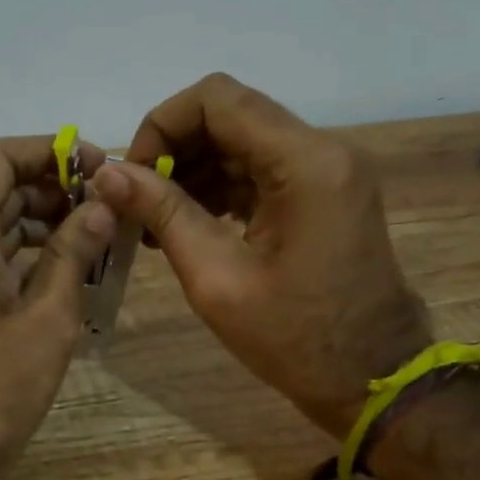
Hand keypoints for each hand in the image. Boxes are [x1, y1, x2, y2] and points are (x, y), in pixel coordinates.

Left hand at [0, 135, 114, 479]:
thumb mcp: (47, 317)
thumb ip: (73, 253)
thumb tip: (101, 206)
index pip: (1, 158)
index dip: (50, 152)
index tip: (97, 167)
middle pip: (0, 186)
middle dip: (55, 187)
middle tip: (109, 203)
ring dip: (46, 220)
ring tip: (101, 234)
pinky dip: (31, 251)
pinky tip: (74, 267)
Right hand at [90, 73, 430, 438]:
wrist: (372, 380)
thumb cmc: (295, 339)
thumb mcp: (217, 278)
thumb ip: (163, 213)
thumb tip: (107, 172)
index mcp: (305, 162)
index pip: (216, 99)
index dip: (162, 125)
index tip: (134, 176)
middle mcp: (323, 150)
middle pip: (231, 115)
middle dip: (175, 150)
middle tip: (140, 203)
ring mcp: (329, 171)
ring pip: (244, 141)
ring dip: (195, 170)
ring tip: (158, 222)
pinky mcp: (326, 193)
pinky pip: (263, 170)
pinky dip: (222, 188)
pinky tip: (191, 225)